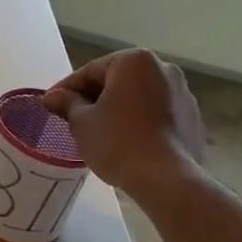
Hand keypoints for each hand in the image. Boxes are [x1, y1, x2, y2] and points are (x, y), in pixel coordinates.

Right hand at [41, 49, 205, 199]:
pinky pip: (155, 112)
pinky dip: (138, 121)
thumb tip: (52, 97)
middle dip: (94, 97)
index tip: (49, 104)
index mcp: (135, 61)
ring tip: (99, 131)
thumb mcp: (82, 123)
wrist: (166, 179)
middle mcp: (163, 68)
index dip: (66, 89)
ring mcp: (182, 92)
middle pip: (117, 80)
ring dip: (117, 108)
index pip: (90, 71)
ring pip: (138, 96)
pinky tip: (126, 141)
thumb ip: (67, 104)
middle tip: (71, 118)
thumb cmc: (118, 143)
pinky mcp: (192, 117)